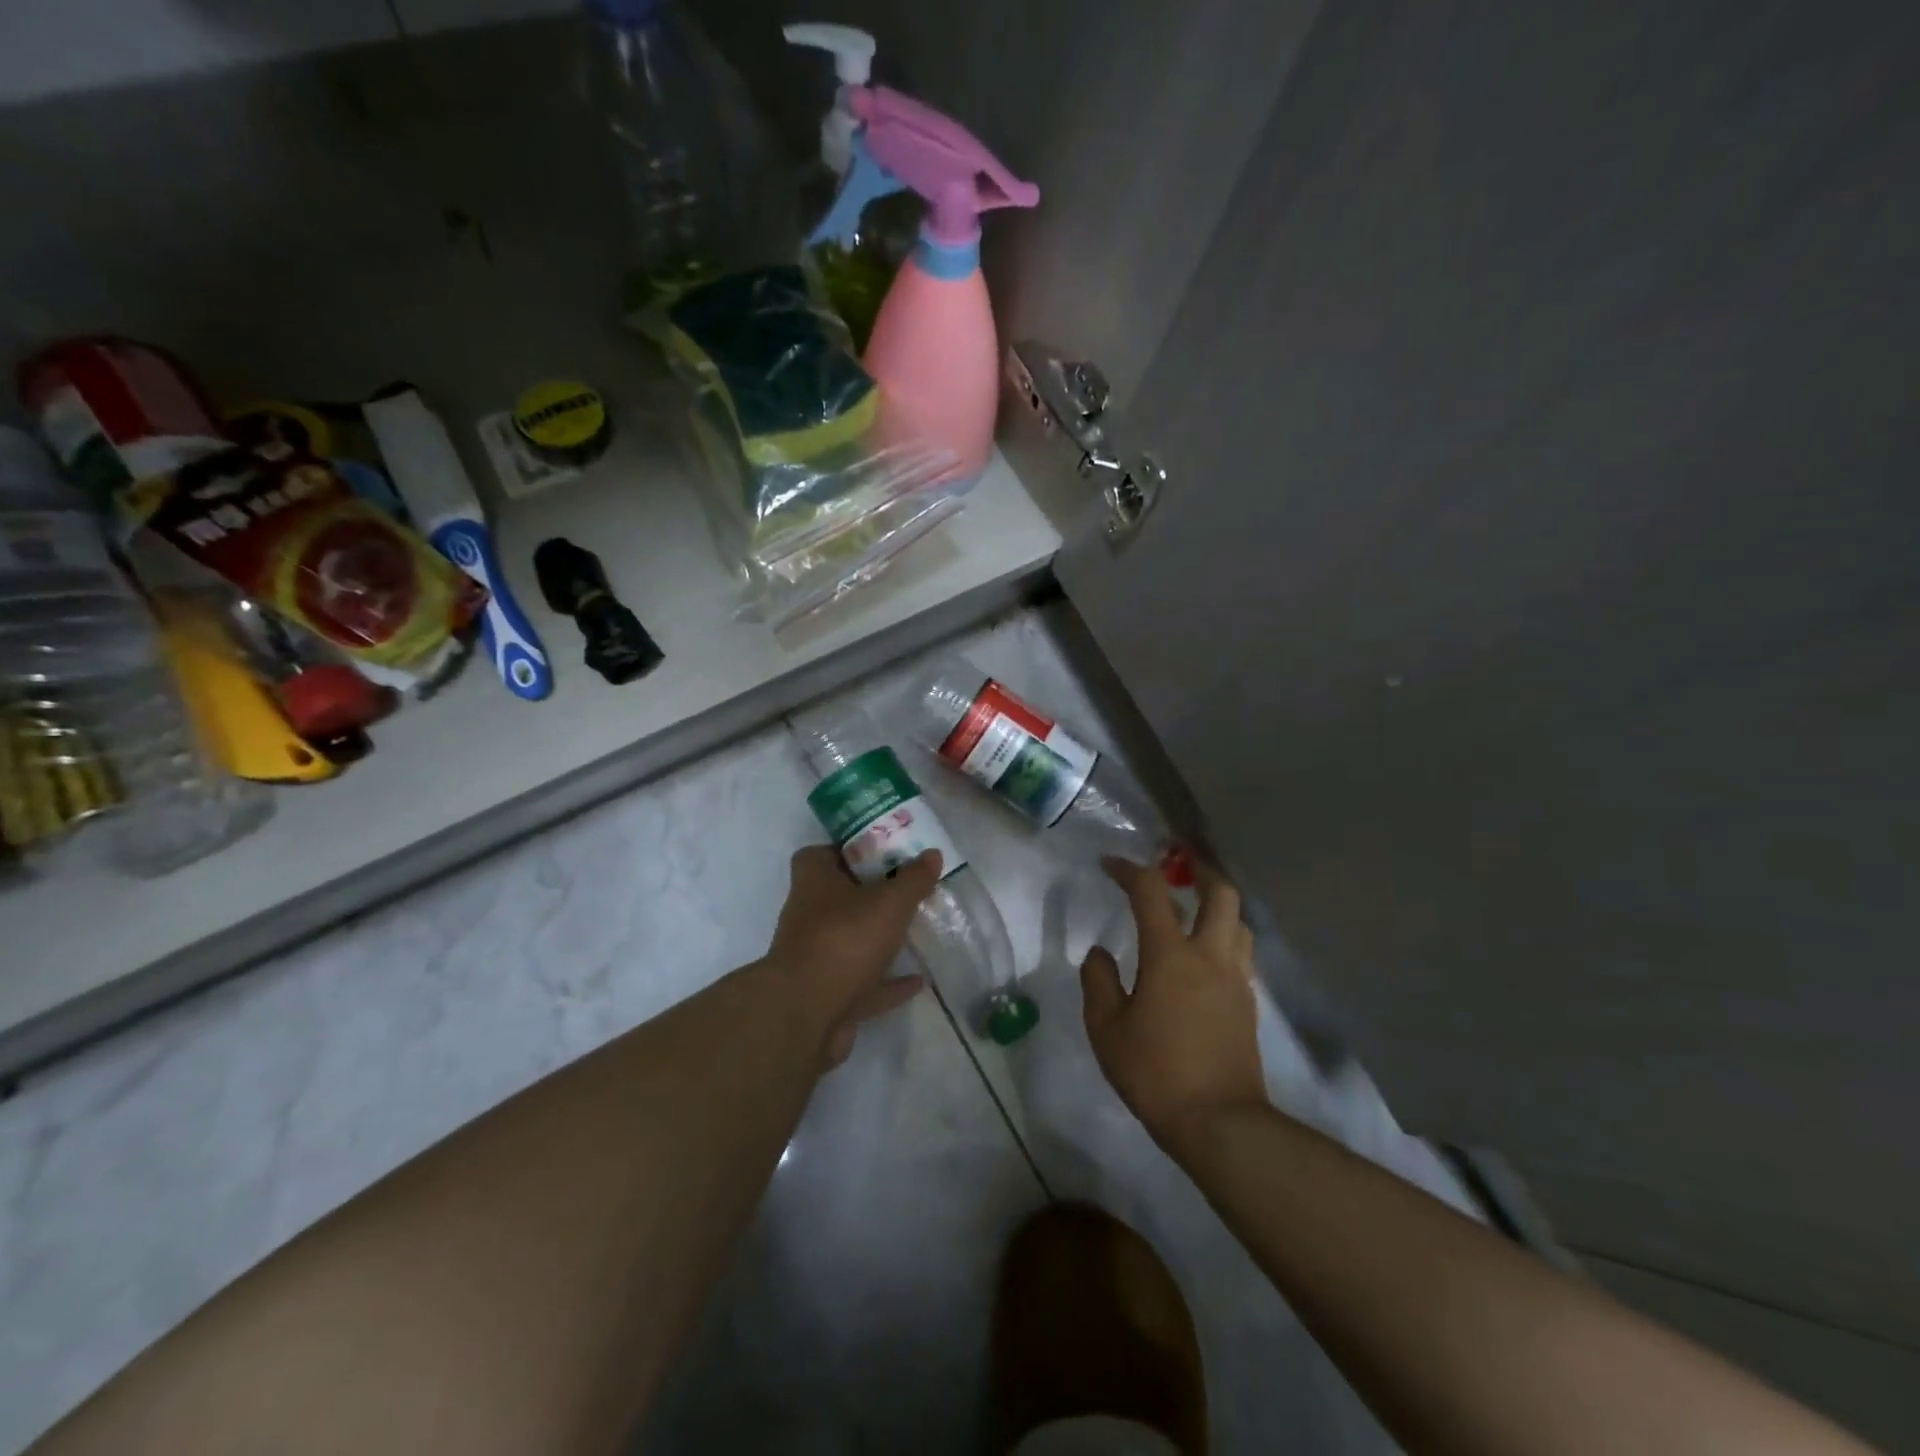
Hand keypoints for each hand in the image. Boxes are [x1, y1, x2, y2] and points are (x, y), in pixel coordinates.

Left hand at [767, 844, 940, 1065]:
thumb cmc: (845, 939)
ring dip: (877, 939)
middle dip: (869, 895)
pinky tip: (918, 981)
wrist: (807, 1014)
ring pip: (849, 941)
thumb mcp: (889, 901)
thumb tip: (933, 853)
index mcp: (814, 882)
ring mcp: (815, 958)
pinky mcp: (827, 996)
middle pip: (837, 898)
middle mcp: (808, 916)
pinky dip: (887, 982)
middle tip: (905, 889)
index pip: (819, 854)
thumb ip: (913, 878)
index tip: (880, 852)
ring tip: (914, 931)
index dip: (847, 850)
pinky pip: (862, 983)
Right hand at [1081, 858, 1267, 1144]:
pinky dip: (1225, 937)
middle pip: (1220, 893)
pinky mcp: (1248, 1004)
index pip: (1151, 893)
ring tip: (1194, 907)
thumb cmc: (1155, 1073)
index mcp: (1170, 955)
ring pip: (1238, 921)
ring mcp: (1236, 979)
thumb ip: (1099, 983)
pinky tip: (1206, 955)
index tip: (1110, 864)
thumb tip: (1100, 954)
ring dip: (1217, 904)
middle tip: (1178, 865)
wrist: (1219, 1123)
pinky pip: (1241, 952)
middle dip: (1199, 870)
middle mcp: (1210, 956)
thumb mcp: (1106, 1030)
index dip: (1129, 870)